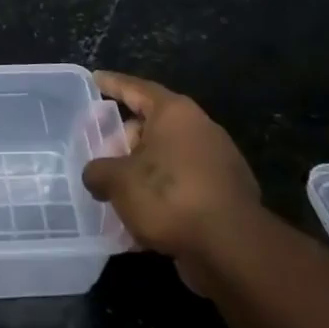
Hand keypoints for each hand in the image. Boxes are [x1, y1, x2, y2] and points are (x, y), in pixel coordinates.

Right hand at [82, 72, 259, 279]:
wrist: (232, 249)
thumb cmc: (169, 196)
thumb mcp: (117, 181)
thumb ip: (98, 171)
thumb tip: (96, 175)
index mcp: (174, 113)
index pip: (136, 88)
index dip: (113, 83)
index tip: (95, 78)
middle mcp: (200, 129)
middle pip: (153, 125)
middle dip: (125, 138)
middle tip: (101, 151)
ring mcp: (218, 163)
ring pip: (168, 158)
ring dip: (142, 170)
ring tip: (116, 189)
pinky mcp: (226, 195)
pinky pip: (183, 186)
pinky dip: (161, 195)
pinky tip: (140, 218)